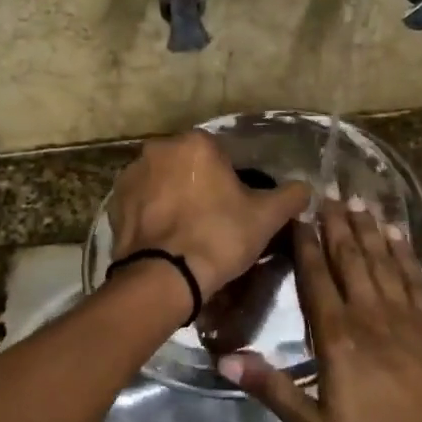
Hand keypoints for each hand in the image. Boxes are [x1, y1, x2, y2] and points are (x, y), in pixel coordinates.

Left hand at [108, 132, 310, 297]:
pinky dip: (154, 216)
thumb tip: (306, 188)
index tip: (237, 208)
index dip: (233, 182)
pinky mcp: (115, 204)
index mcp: (196, 143)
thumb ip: (290, 196)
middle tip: (215, 221)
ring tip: (188, 234)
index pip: (222, 155)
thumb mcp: (266, 217)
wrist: (164, 278)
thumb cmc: (219, 237)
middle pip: (190, 166)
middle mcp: (158, 149)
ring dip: (175, 199)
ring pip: (164, 183)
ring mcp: (131, 175)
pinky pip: (143, 204)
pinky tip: (167, 240)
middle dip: (201, 186)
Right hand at [217, 198, 421, 421]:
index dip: (306, 245)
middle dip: (336, 226)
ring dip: (368, 230)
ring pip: (383, 261)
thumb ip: (273, 389)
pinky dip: (405, 252)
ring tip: (356, 203)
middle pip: (351, 260)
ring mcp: (409, 316)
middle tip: (327, 194)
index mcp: (339, 338)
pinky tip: (398, 234)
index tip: (298, 216)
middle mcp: (372, 314)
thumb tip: (225, 359)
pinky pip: (416, 276)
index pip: (316, 279)